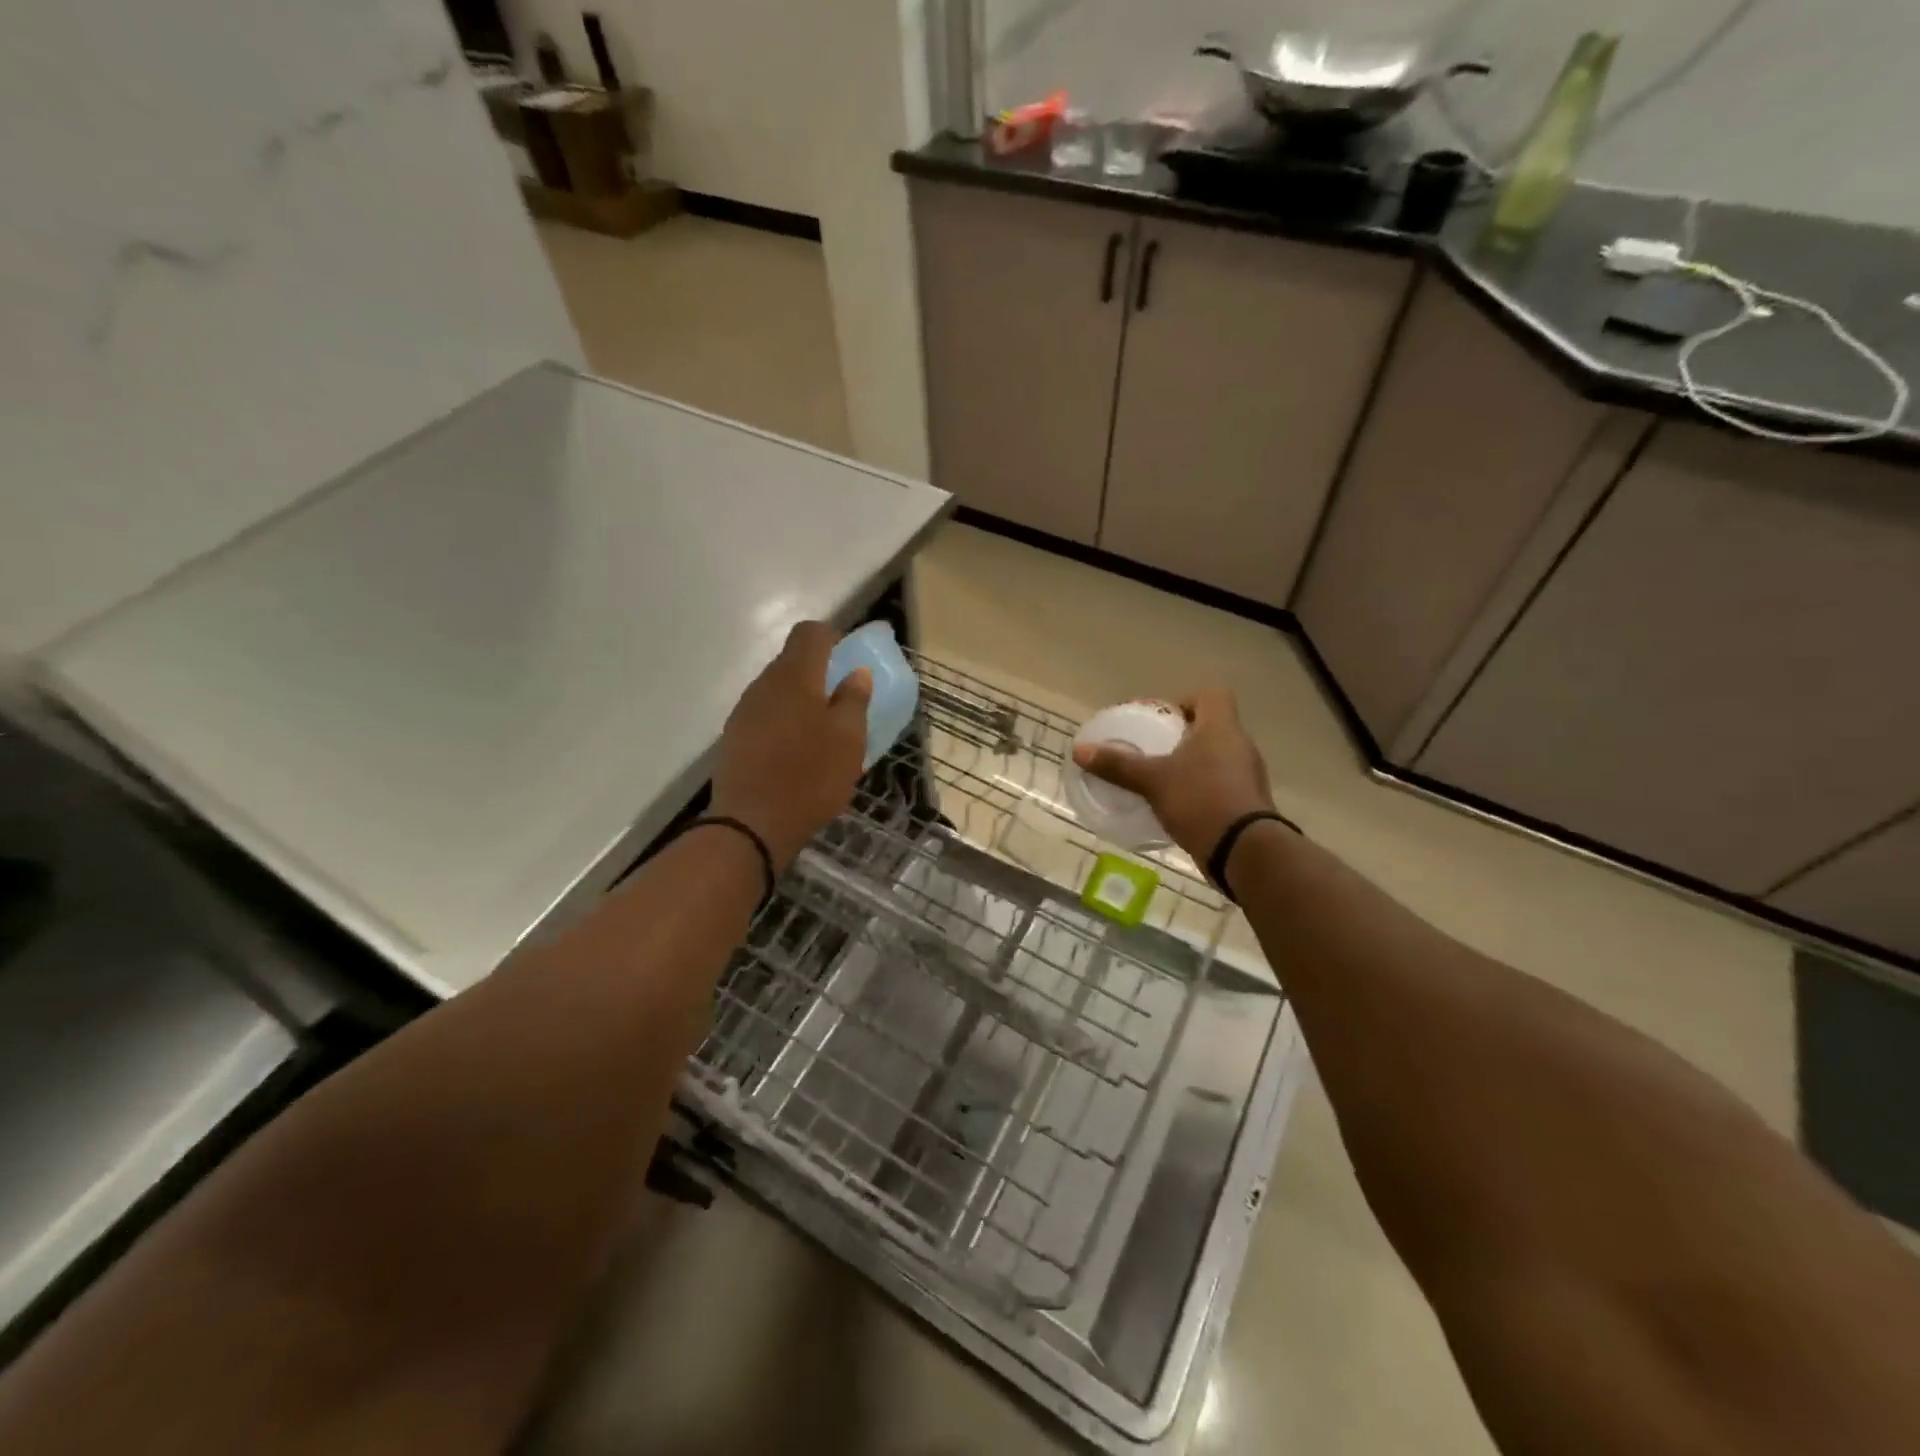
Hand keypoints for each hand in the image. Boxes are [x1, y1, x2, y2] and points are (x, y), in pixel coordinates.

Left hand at [710, 621, 871, 867]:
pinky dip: (785, 722)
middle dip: (819, 672)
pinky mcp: (735, 737)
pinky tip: (797, 752)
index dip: (833, 637)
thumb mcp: (849, 740)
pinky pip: (765, 715)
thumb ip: (854, 700)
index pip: (810, 633)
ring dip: (801, 700)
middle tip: (843, 701)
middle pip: (792, 661)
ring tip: (822, 732)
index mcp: (795, 677)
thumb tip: (856, 672)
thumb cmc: (811, 777)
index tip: (850, 659)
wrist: (752, 823)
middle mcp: (765, 684)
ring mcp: (745, 711)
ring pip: (778, 690)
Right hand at [1072, 689, 1275, 862]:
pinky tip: (1176, 806)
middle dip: (1179, 736)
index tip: (1159, 720)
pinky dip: (1199, 789)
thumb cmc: (1200, 800)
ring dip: (1189, 764)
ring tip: (1159, 779)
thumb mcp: (1152, 781)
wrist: (1244, 851)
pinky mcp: (1247, 803)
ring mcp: (1247, 776)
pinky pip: (1220, 784)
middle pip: (1210, 727)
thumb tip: (1079, 750)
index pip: (1211, 696)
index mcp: (1221, 728)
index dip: (1185, 701)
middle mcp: (1240, 745)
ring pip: (1215, 758)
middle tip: (1151, 750)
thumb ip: (1117, 764)